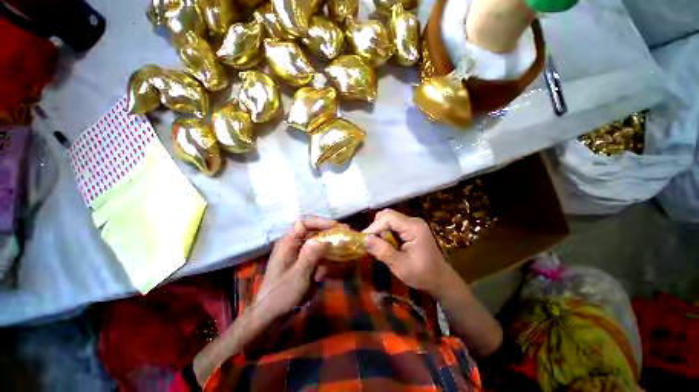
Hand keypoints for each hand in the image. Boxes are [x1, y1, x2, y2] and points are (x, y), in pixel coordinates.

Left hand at [253, 216, 334, 320]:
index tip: (336, 227)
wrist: (270, 316)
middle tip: (344, 235)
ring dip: (325, 252)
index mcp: (287, 243)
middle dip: (328, 234)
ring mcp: (296, 255)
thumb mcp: (298, 276)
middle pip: (312, 232)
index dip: (320, 222)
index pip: (304, 223)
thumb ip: (310, 256)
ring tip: (335, 258)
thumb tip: (322, 239)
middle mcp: (292, 245)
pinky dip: (321, 263)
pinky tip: (321, 276)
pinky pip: (315, 257)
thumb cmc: (281, 295)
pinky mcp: (300, 264)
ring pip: (316, 245)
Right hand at [363, 209, 451, 295]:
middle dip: (376, 228)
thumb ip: (382, 251)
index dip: (373, 227)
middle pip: (387, 216)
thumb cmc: (422, 275)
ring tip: (377, 246)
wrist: (441, 281)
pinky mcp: (410, 229)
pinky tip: (385, 245)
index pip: (387, 218)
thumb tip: (363, 239)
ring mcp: (412, 224)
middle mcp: (413, 221)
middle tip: (370, 244)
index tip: (363, 241)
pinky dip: (385, 233)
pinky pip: (393, 226)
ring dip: (380, 231)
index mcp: (413, 227)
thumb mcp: (400, 266)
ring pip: (388, 220)